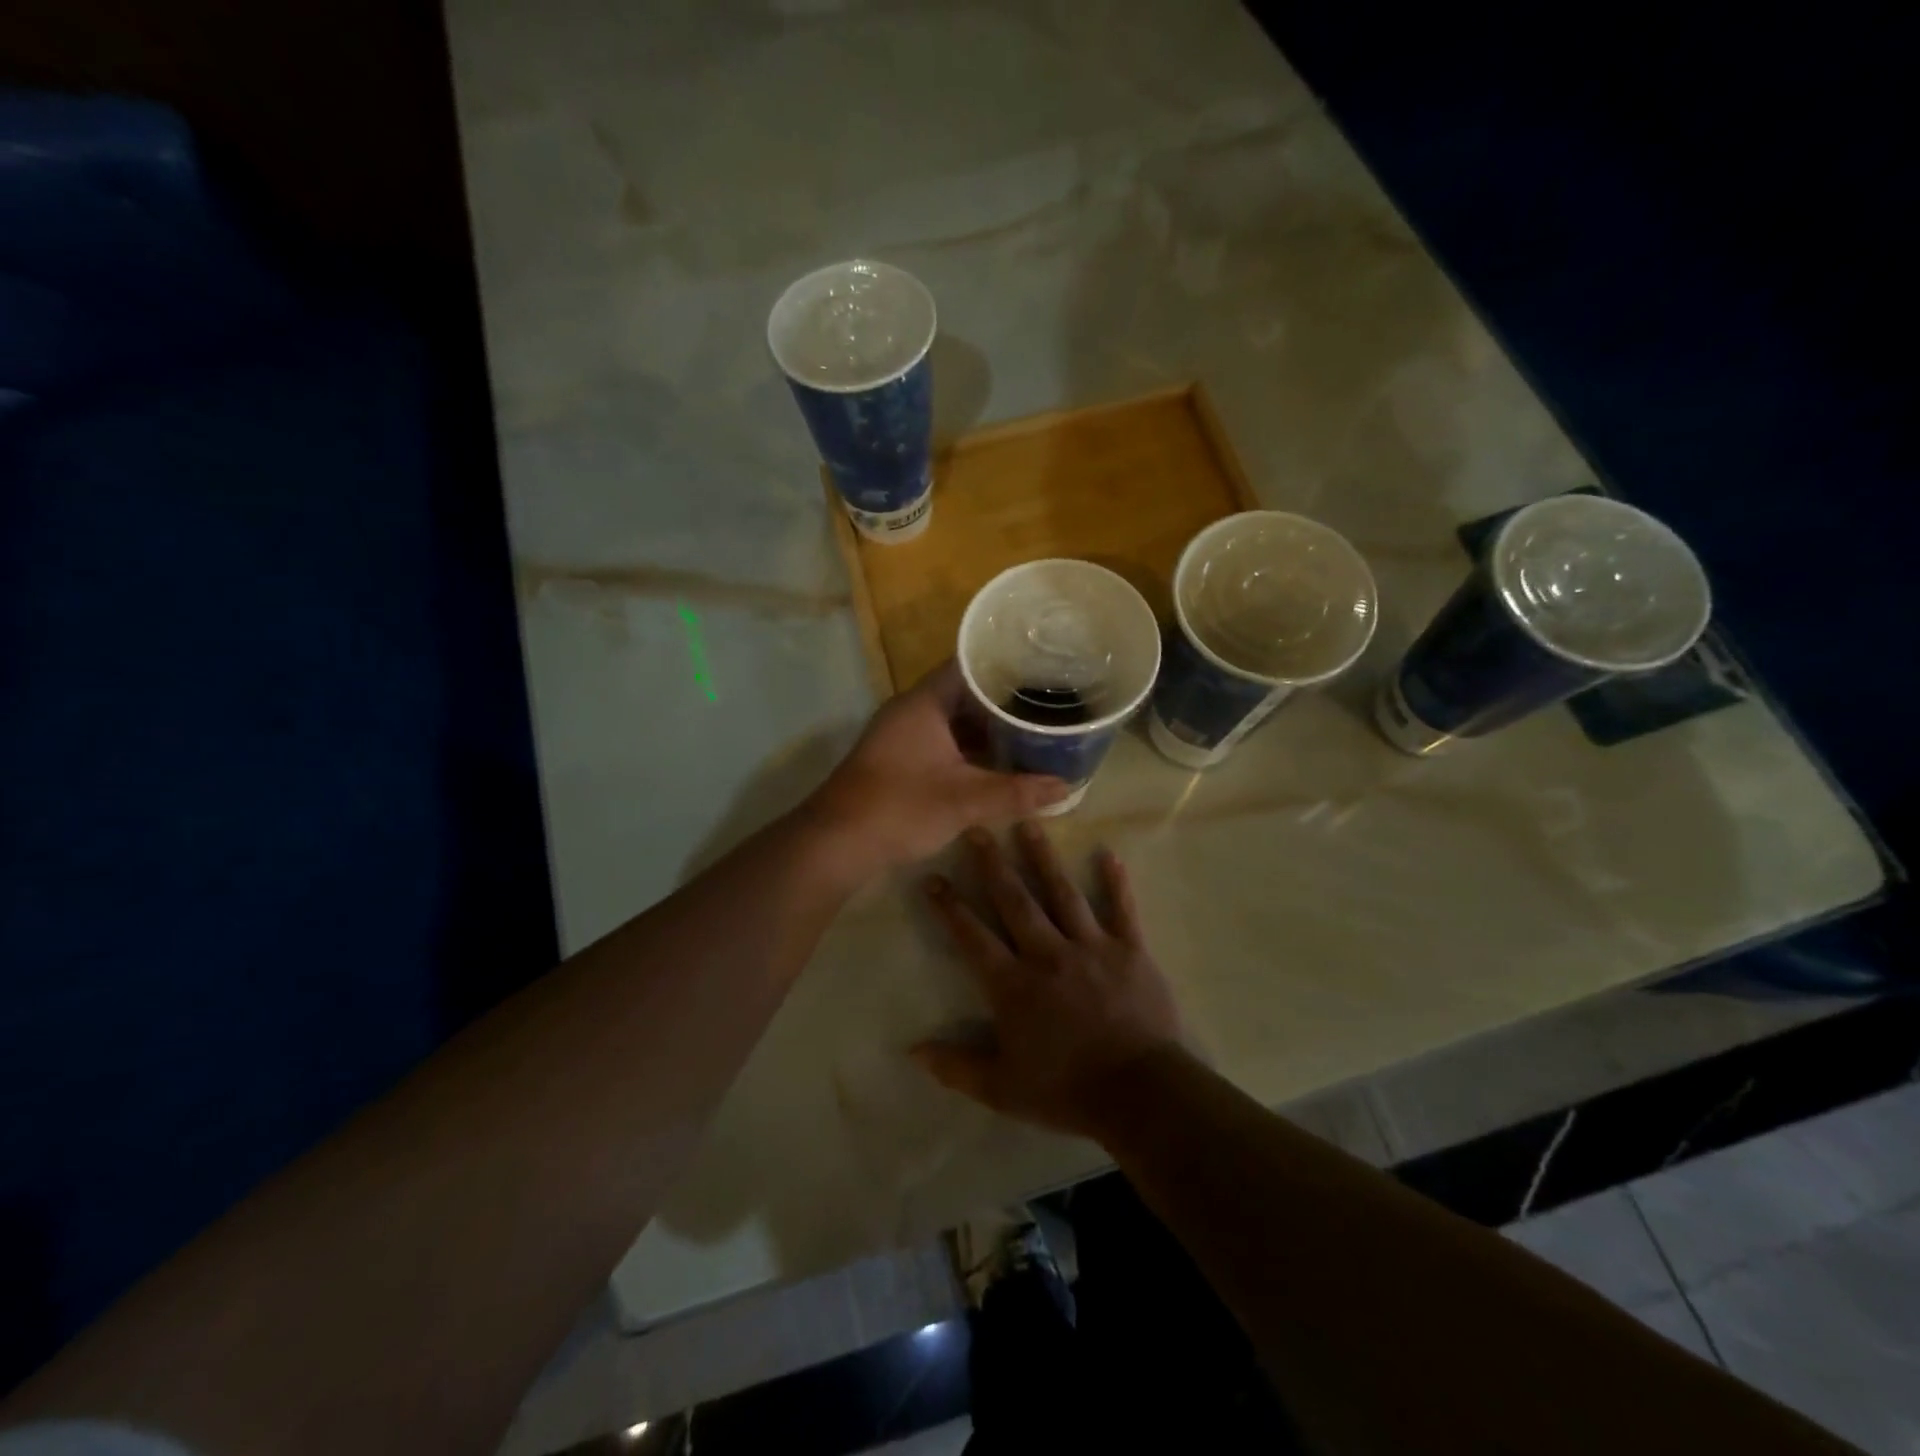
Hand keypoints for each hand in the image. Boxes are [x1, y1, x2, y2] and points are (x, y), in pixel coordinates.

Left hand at [804, 661, 1068, 876]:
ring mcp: (902, 734)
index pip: (969, 664)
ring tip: (1031, 730)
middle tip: (1046, 702)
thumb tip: (1066, 786)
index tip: (1041, 667)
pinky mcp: (899, 759)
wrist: (837, 842)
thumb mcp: (966, 800)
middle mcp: (911, 710)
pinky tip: (997, 761)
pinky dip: (969, 747)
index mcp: (925, 703)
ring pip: (953, 719)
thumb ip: (1017, 792)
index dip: (1005, 663)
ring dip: (986, 727)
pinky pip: (942, 740)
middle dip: (1003, 699)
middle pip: (964, 692)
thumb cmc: (901, 807)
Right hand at [914, 823, 1183, 1139]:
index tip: (933, 878)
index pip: (973, 937)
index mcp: (1014, 984)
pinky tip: (1109, 854)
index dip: (950, 907)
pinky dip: (1116, 882)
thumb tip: (912, 1051)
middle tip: (977, 829)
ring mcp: (1091, 947)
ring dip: (1044, 858)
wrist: (1140, 1092)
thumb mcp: (1002, 1089)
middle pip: (1015, 901)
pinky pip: (1122, 909)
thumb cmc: (1066, 1090)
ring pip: (1062, 893)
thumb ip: (956, 1066)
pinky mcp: (1130, 950)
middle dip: (993, 865)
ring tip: (1030, 825)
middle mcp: (1048, 954)